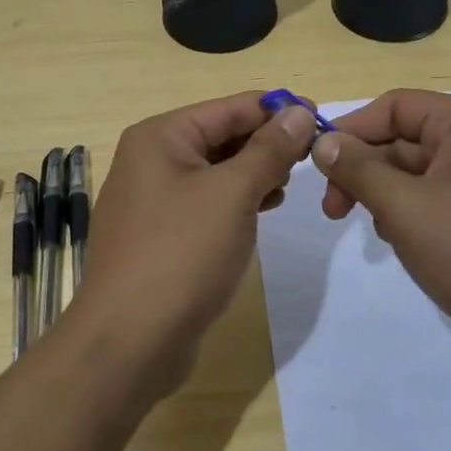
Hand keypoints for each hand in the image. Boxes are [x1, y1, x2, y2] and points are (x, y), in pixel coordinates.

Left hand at [71, 93, 318, 397]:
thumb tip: (299, 112)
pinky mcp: (160, 234)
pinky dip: (236, 200)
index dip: (276, 109)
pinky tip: (263, 209)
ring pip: (216, 170)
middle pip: (221, 136)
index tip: (321, 117)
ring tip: (290, 184)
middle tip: (312, 156)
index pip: (229, 108)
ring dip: (254, 172)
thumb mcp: (233, 194)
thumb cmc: (182, 253)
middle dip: (266, 143)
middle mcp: (151, 159)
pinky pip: (206, 202)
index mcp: (160, 137)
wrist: (129, 342)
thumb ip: (269, 149)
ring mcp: (152, 199)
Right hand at [310, 90, 450, 381]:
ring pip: (414, 170)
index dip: (351, 130)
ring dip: (383, 194)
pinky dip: (408, 212)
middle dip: (364, 170)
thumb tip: (322, 142)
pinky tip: (400, 241)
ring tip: (375, 230)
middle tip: (332, 210)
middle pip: (402, 139)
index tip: (318, 164)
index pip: (394, 106)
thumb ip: (358, 170)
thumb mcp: (405, 208)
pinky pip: (433, 196)